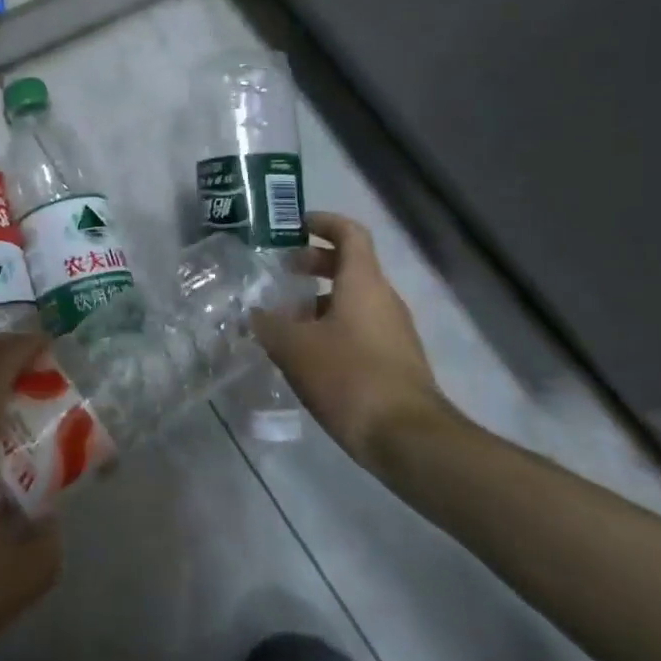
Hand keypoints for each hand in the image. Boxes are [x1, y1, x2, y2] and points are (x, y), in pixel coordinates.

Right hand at [250, 212, 461, 469]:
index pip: (350, 233)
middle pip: (350, 265)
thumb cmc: (348, 376)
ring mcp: (393, 331)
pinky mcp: (394, 360)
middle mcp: (383, 299)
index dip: (323, 222)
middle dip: (314, 263)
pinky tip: (304, 352)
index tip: (294, 225)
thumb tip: (254, 313)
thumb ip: (269, 324)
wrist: (406, 438)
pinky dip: (331, 326)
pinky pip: (359, 327)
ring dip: (318, 300)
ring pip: (353, 299)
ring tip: (283, 319)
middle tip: (281, 272)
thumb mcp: (294, 347)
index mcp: (363, 283)